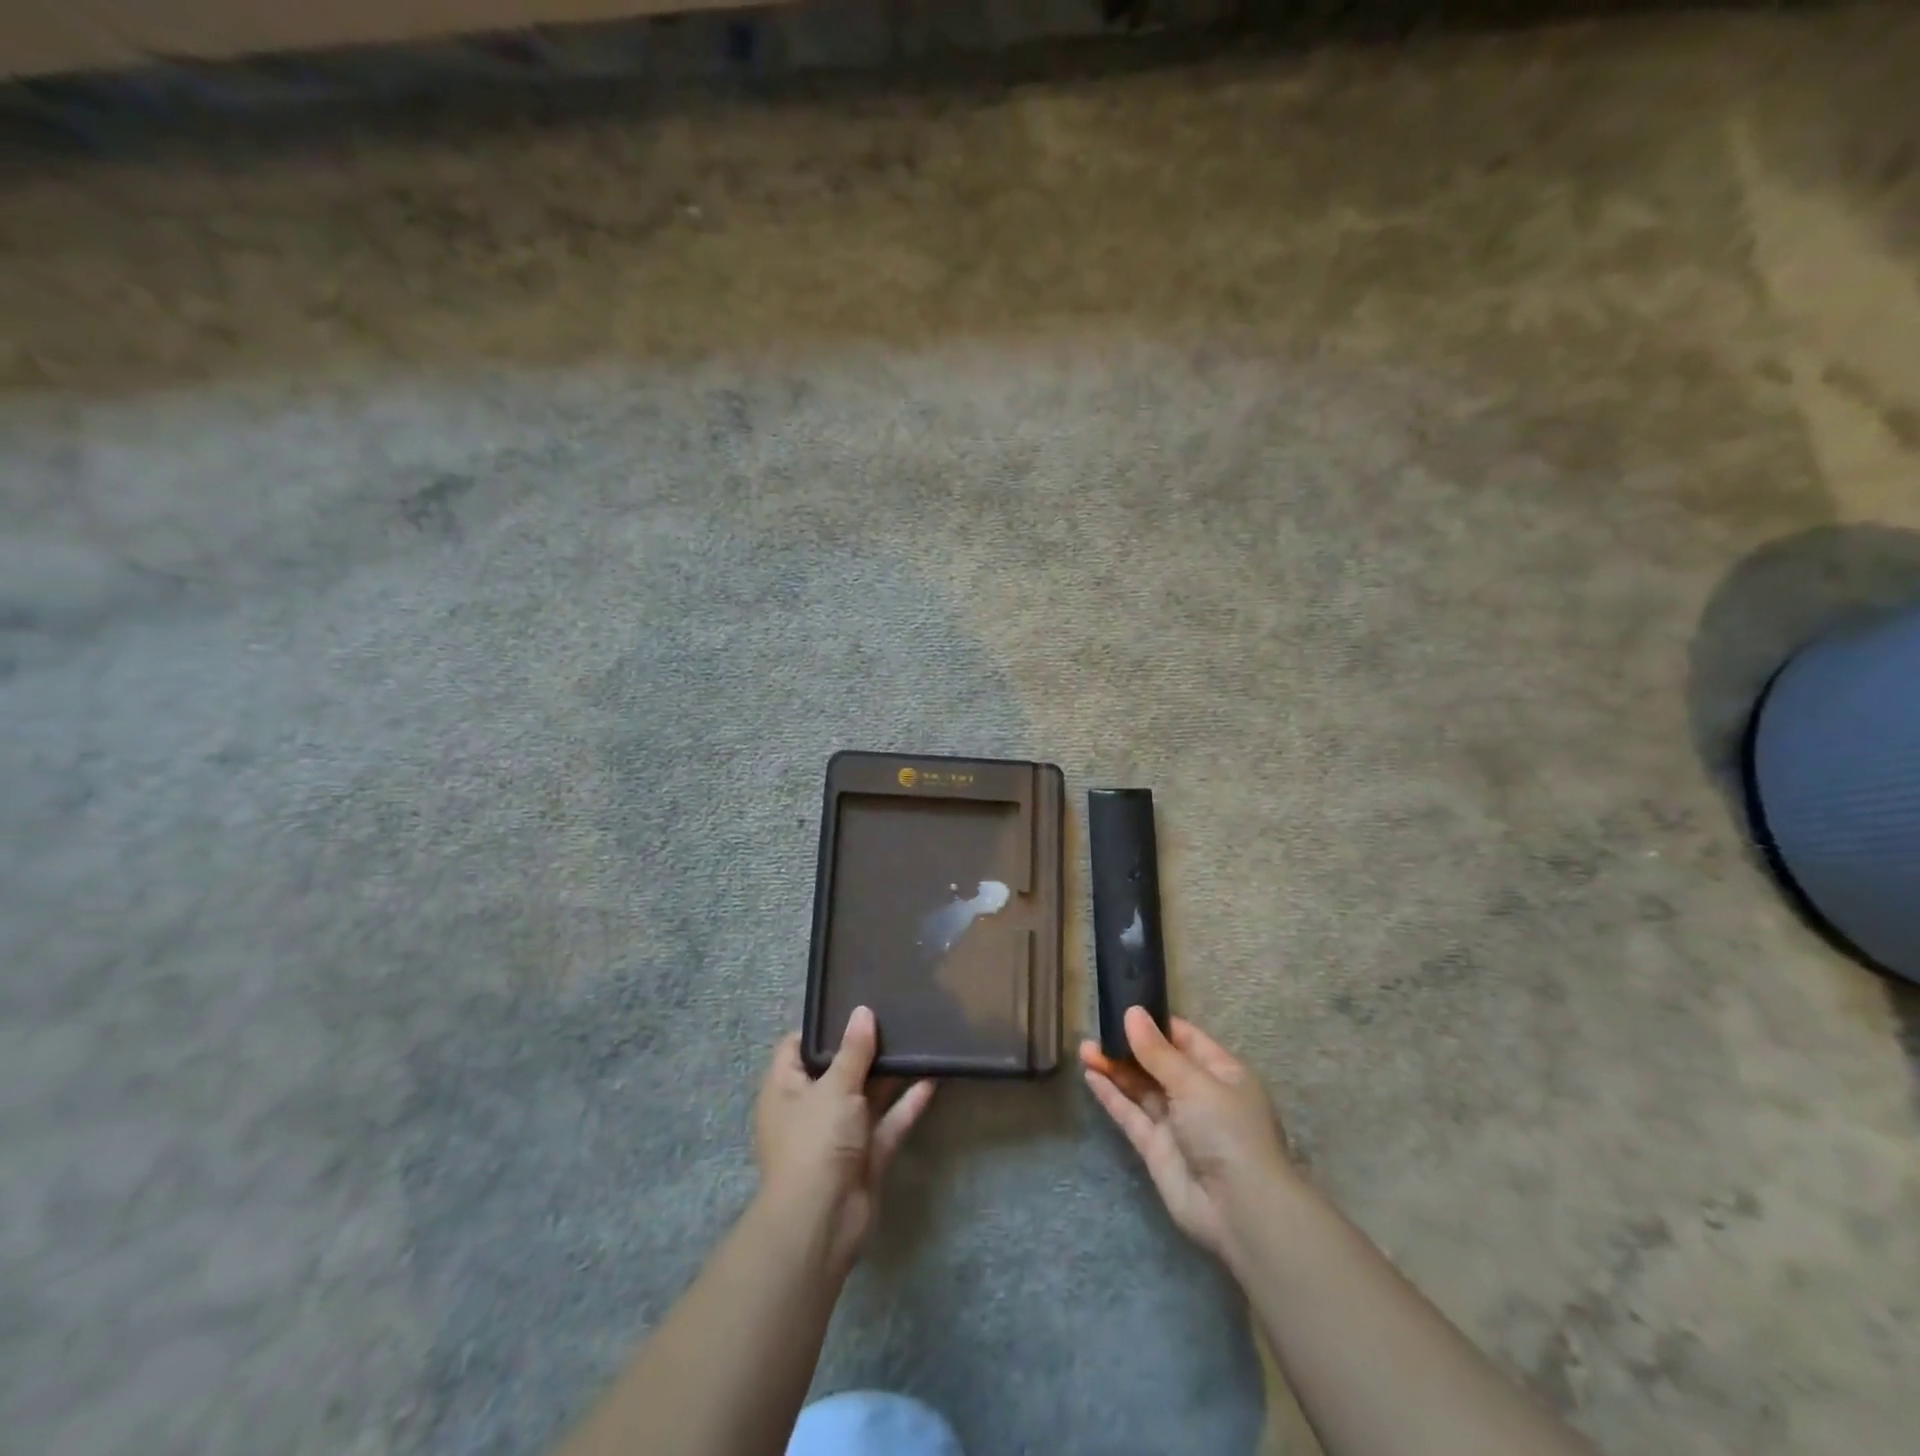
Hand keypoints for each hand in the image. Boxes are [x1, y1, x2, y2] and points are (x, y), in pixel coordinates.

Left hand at [755, 1006, 935, 1274]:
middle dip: (864, 1047)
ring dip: (890, 1074)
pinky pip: (887, 1123)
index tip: (853, 1004)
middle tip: (894, 1015)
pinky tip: (931, 1079)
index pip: (798, 1047)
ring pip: (866, 1096)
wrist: (823, 1221)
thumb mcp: (834, 1087)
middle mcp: (810, 1108)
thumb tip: (862, 1012)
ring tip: (917, 1039)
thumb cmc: (815, 1141)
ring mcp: (839, 1134)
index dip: (824, 1027)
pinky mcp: (866, 1157)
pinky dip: (906, 1104)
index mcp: (786, 1088)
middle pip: (838, 1069)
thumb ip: (853, 1050)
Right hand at [1081, 1008, 1297, 1266]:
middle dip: (1129, 1046)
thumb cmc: (1228, 1131)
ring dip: (1115, 1068)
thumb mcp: (1194, 1083)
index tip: (1125, 1008)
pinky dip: (1111, 1095)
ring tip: (1084, 1048)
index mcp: (1222, 1074)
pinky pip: (1131, 1115)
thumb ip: (1157, 1051)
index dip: (1157, 1024)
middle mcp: (1200, 1096)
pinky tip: (1091, 1075)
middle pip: (1159, 1064)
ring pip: (1141, 1088)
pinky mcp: (1157, 1149)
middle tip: (1096, 1029)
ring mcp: (1177, 1124)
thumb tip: (1132, 1013)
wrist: (1240, 1211)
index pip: (1186, 1039)